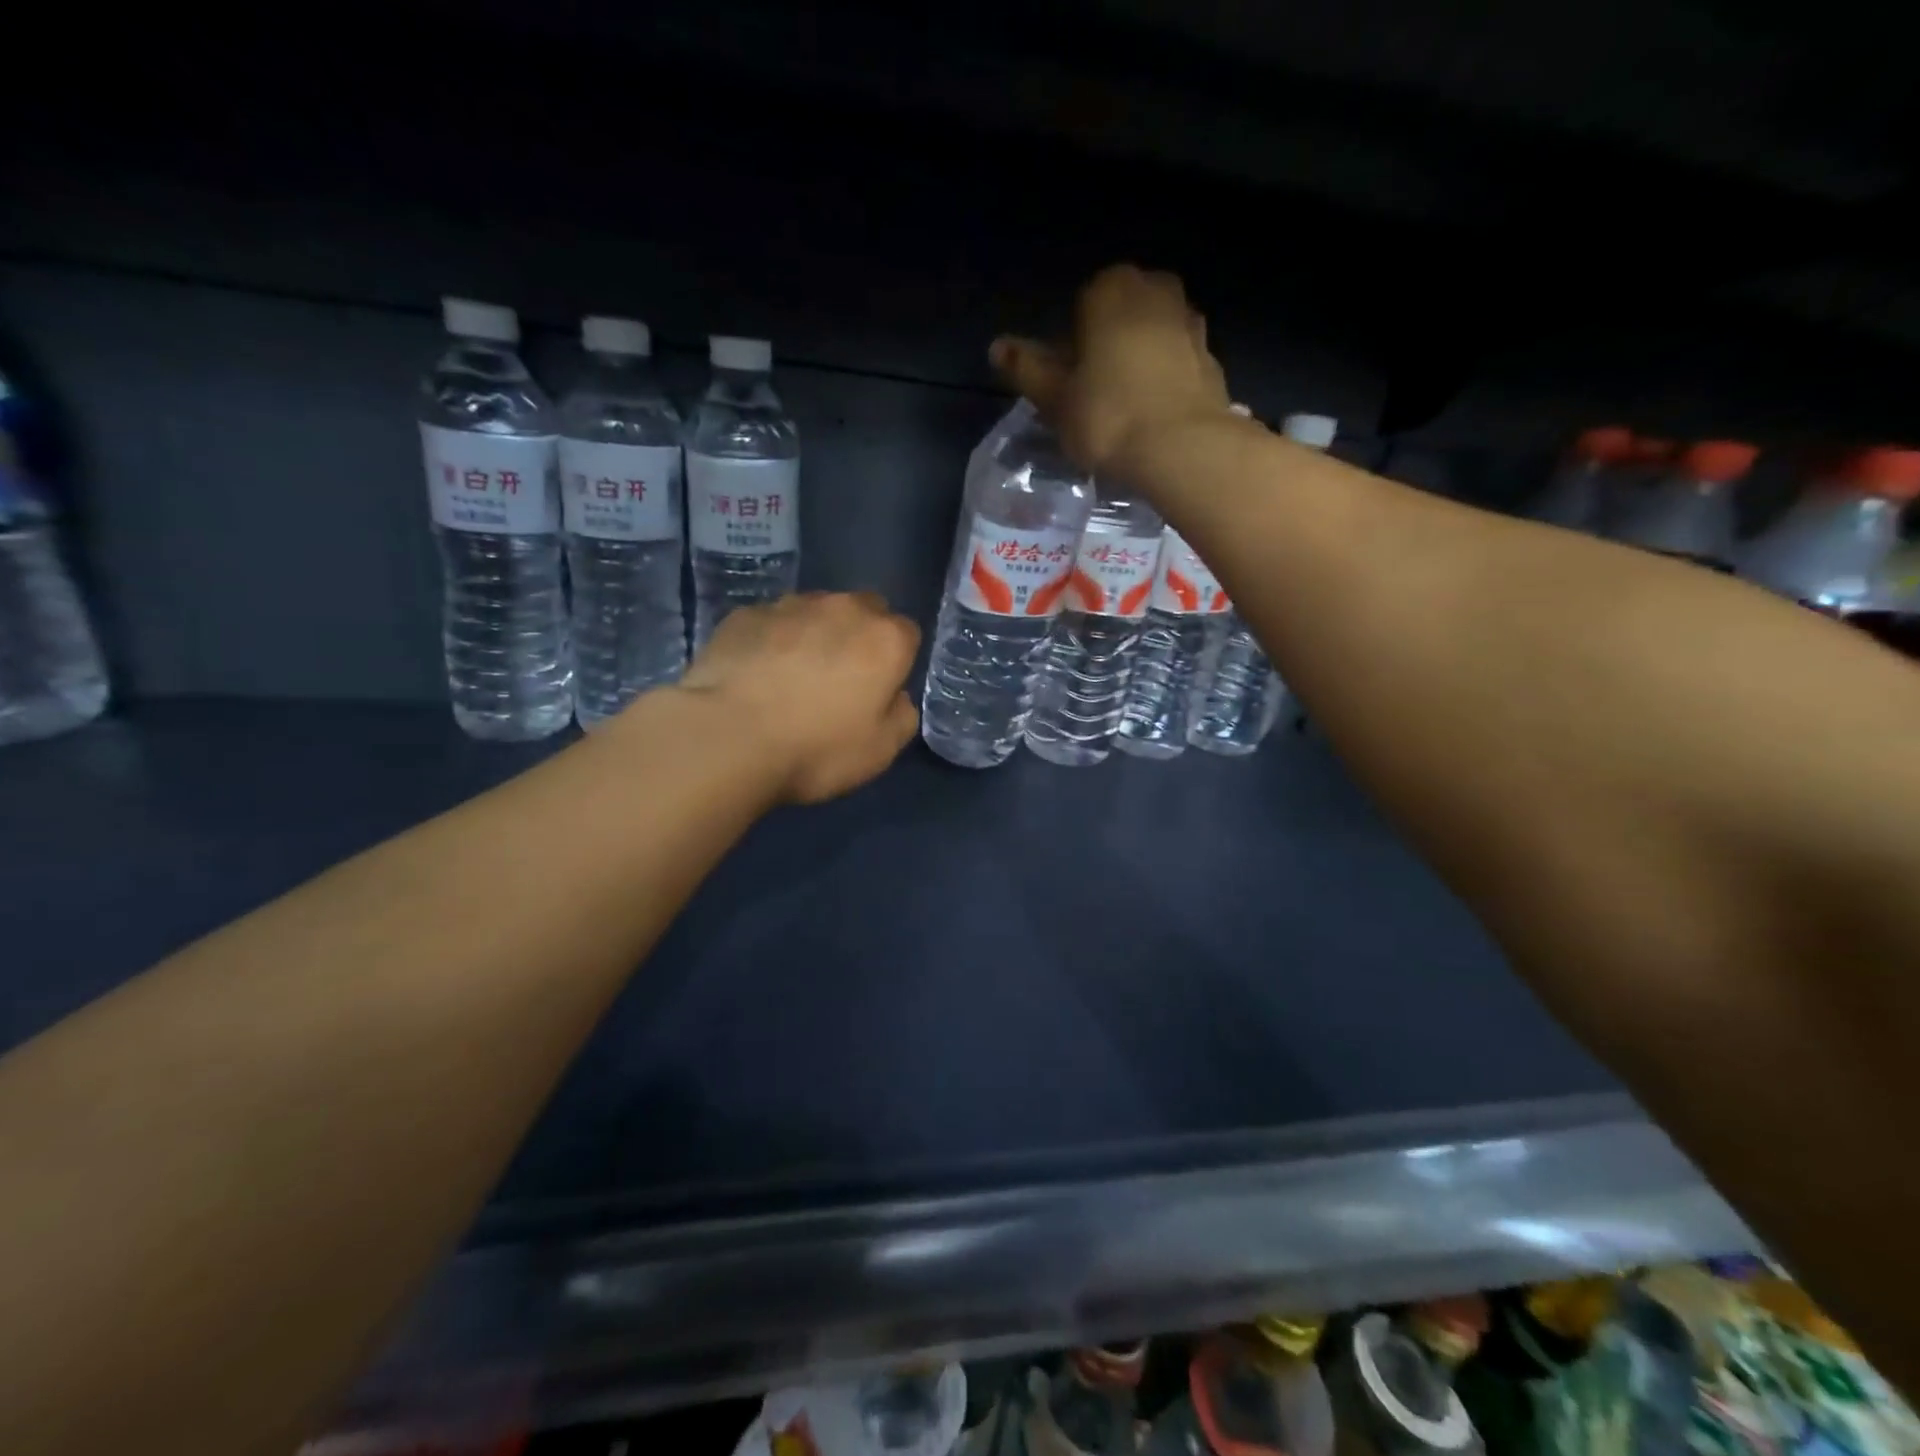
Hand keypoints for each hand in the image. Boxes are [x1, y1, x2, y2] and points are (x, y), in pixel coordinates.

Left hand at [676, 592, 920, 804]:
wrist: (727, 737)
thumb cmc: (816, 749)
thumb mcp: (881, 751)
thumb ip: (901, 715)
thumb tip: (895, 697)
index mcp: (886, 640)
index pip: (907, 634)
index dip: (895, 662)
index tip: (878, 689)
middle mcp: (844, 608)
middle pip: (864, 611)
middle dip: (858, 636)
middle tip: (839, 678)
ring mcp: (790, 605)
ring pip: (816, 611)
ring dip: (814, 634)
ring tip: (792, 675)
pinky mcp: (745, 613)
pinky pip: (771, 621)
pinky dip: (772, 640)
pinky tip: (756, 673)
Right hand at [991, 264, 1231, 473]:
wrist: (1184, 448)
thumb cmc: (1107, 417)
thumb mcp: (1055, 398)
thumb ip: (1027, 368)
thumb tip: (997, 347)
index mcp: (1110, 289)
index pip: (1080, 305)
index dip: (1070, 345)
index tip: (1067, 382)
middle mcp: (1155, 291)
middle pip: (1119, 316)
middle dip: (1106, 345)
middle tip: (1092, 395)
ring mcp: (1189, 322)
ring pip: (1150, 336)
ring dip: (1137, 360)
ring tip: (1124, 408)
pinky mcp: (1211, 357)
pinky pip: (1175, 361)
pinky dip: (1163, 378)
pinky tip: (1152, 415)